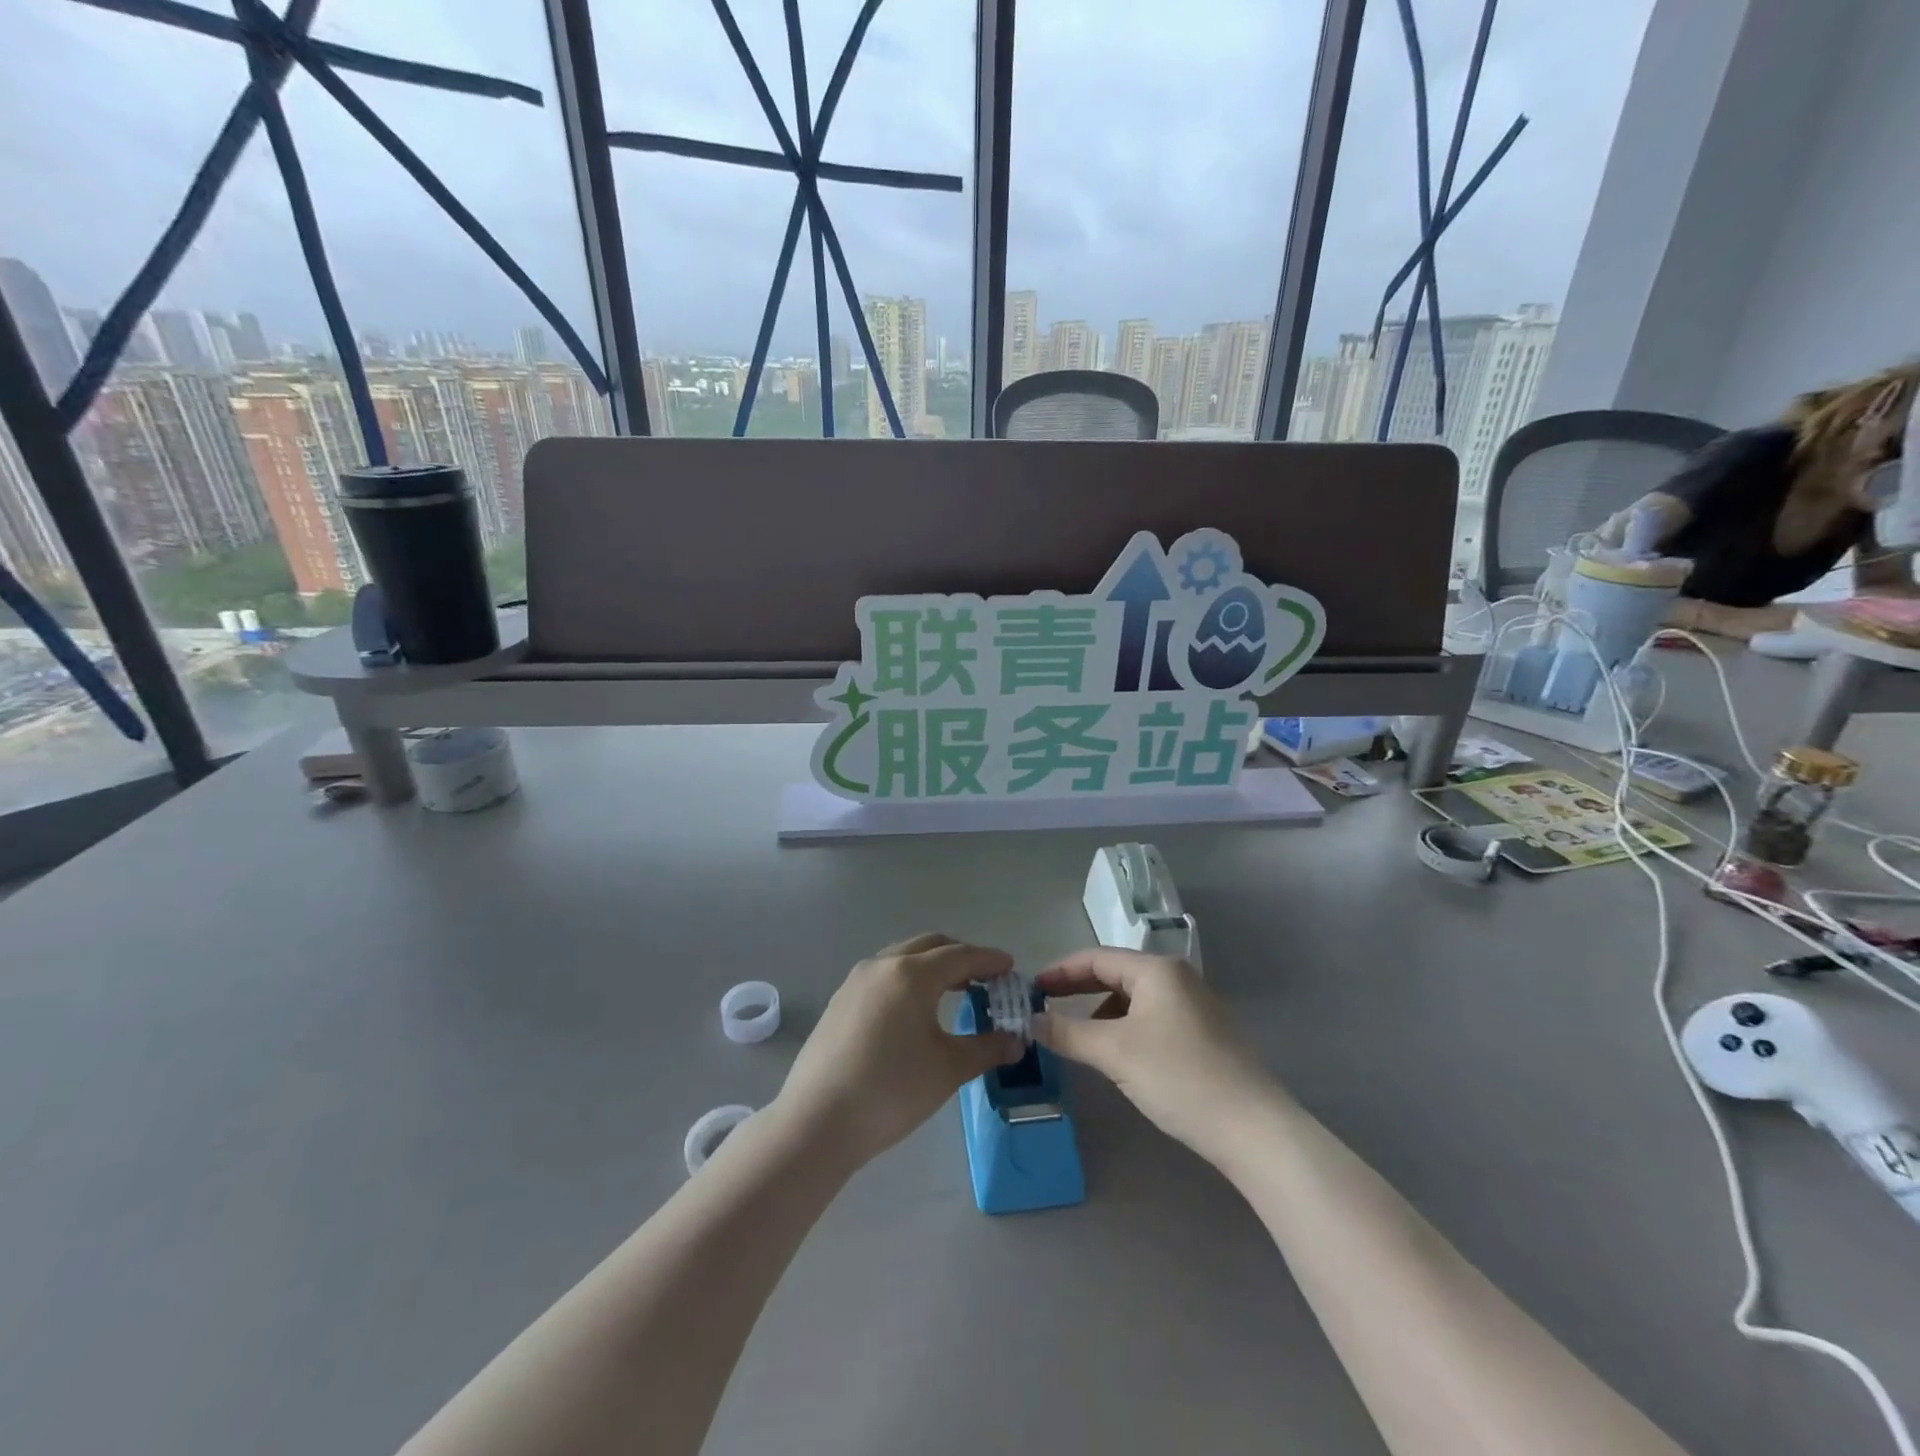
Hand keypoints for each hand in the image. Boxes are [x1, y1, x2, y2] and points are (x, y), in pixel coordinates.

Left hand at [773, 934, 1024, 1170]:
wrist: (818, 1121)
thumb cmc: (892, 1090)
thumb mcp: (948, 1069)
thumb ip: (986, 1048)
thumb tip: (1016, 1041)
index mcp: (912, 974)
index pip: (961, 956)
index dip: (989, 960)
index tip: (1010, 967)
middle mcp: (883, 965)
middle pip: (930, 946)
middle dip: (961, 956)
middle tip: (985, 977)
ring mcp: (856, 981)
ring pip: (903, 957)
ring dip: (932, 966)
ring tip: (954, 990)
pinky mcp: (840, 1001)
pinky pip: (883, 975)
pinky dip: (908, 980)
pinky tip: (914, 1010)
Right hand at [1032, 948, 1278, 1163]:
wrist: (1254, 1129)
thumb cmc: (1179, 1077)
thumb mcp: (1115, 1053)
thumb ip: (1068, 1033)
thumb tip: (1030, 1021)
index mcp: (1157, 969)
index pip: (1095, 958)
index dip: (1059, 972)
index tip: (1029, 990)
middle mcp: (1177, 977)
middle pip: (1115, 974)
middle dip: (1077, 989)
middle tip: (1043, 1008)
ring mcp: (1194, 1005)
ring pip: (1133, 998)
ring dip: (1100, 1012)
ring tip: (1077, 1038)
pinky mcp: (1203, 1033)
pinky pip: (1150, 1018)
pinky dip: (1124, 1028)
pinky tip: (1117, 1055)